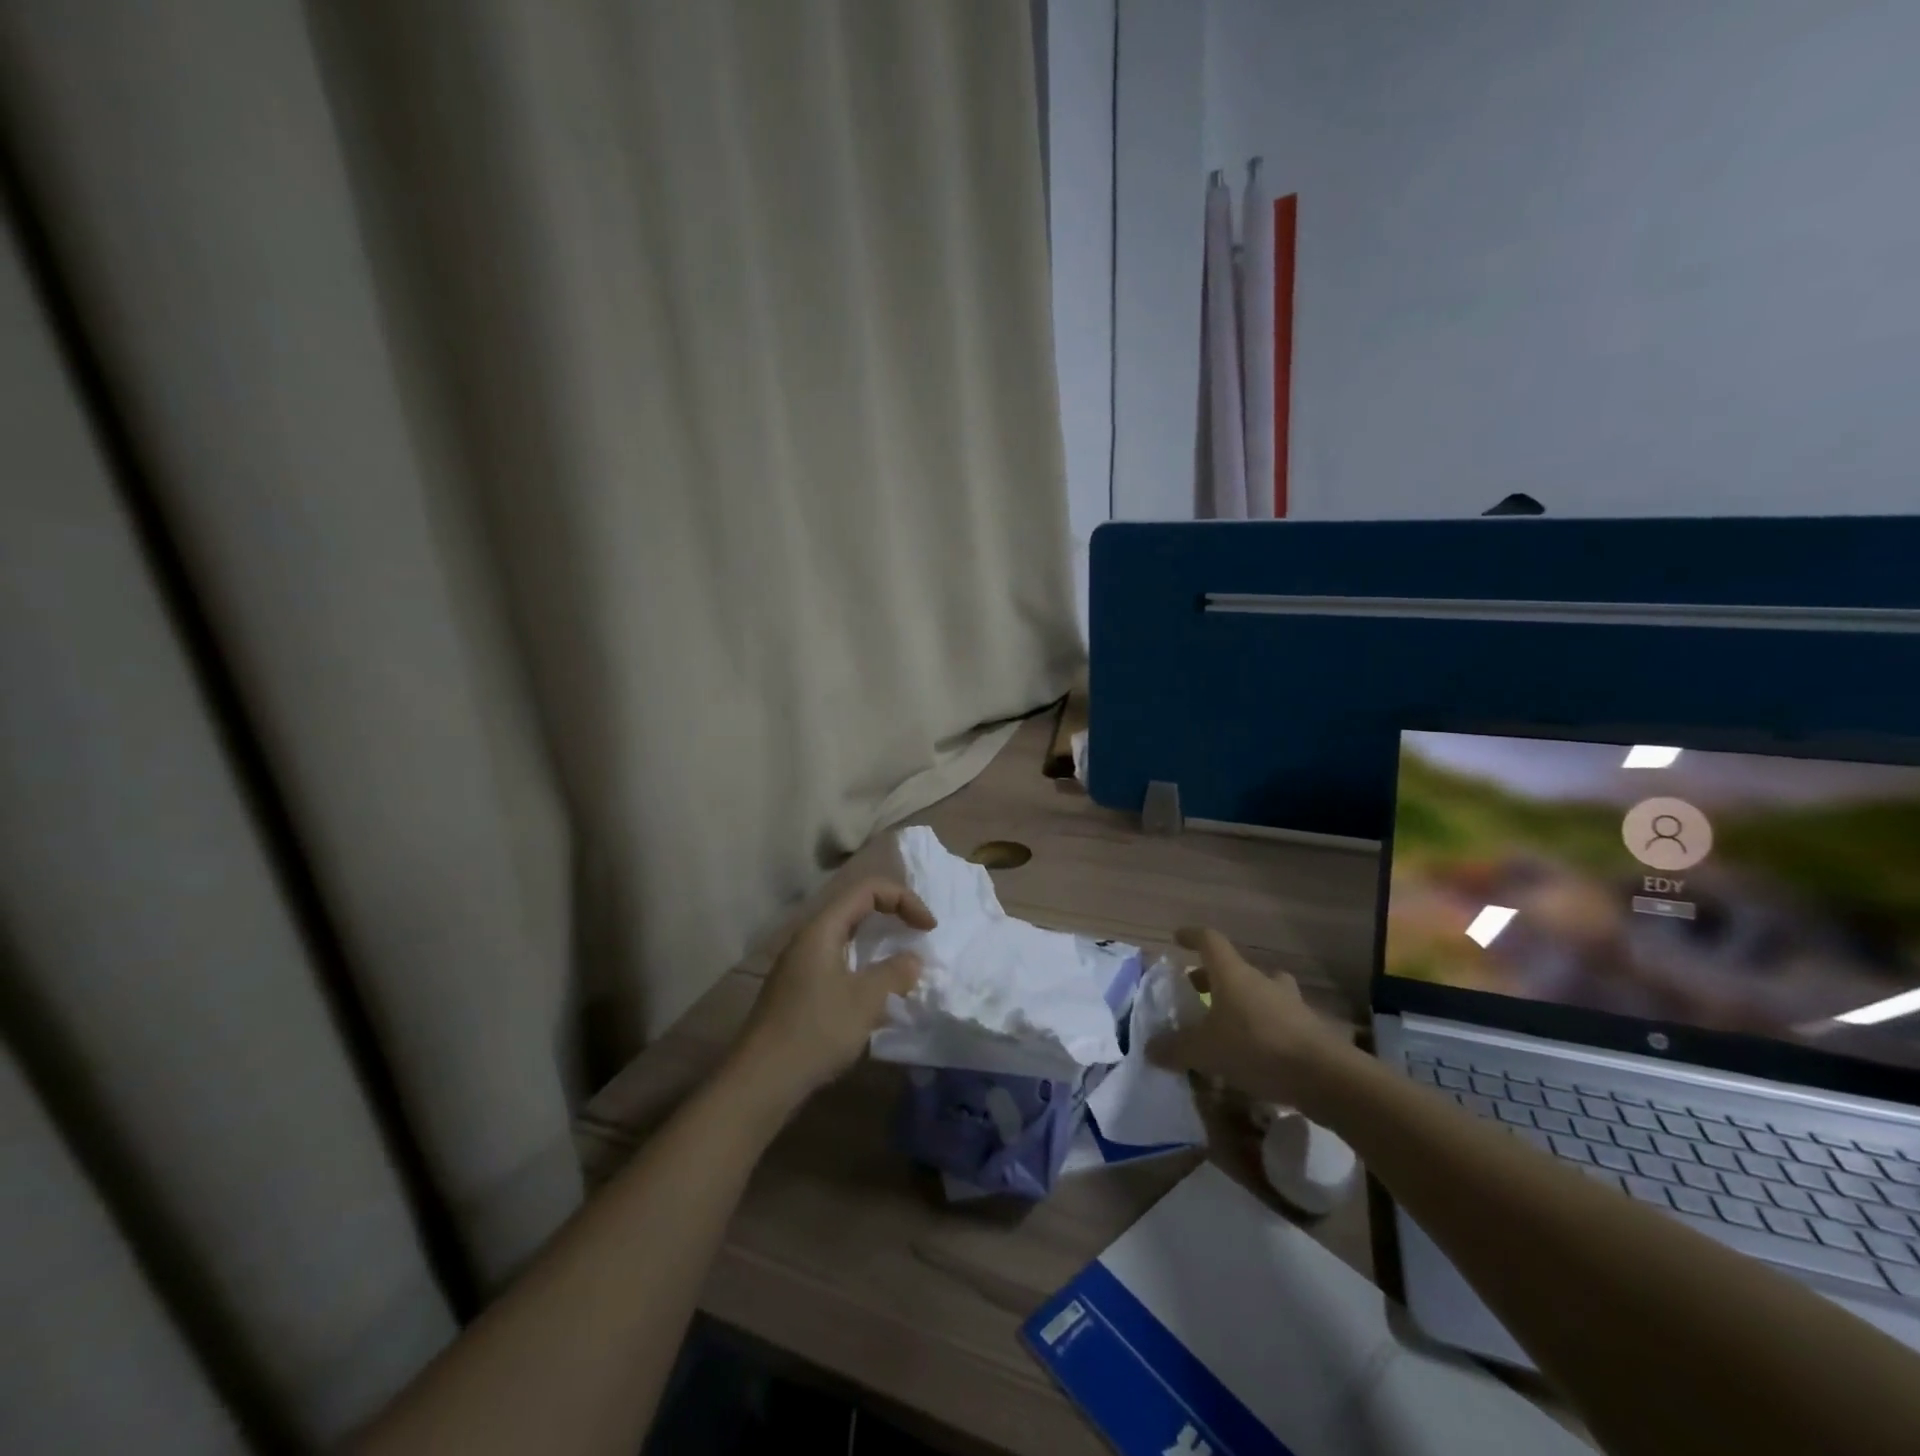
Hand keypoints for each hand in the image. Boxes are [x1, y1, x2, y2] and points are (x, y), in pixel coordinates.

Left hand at [731, 877, 933, 1112]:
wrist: (761, 1081)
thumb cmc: (816, 1031)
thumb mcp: (865, 1000)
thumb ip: (894, 972)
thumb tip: (912, 960)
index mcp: (822, 929)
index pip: (868, 890)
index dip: (904, 899)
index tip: (929, 928)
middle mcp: (809, 938)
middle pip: (856, 908)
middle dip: (892, 915)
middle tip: (919, 934)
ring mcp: (800, 964)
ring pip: (847, 937)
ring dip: (878, 943)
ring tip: (903, 964)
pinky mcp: (798, 990)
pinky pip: (838, 961)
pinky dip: (863, 966)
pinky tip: (876, 994)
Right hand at [1147, 927, 1352, 1110]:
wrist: (1326, 1077)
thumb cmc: (1257, 1047)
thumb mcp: (1205, 1051)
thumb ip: (1176, 1049)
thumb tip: (1149, 1049)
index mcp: (1232, 974)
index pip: (1209, 940)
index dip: (1191, 936)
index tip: (1177, 939)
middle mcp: (1260, 981)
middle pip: (1233, 968)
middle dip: (1212, 977)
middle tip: (1196, 991)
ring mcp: (1288, 1003)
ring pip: (1260, 992)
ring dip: (1242, 1001)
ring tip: (1226, 1022)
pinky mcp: (1307, 1029)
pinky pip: (1277, 1020)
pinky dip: (1261, 1028)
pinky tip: (1253, 1054)